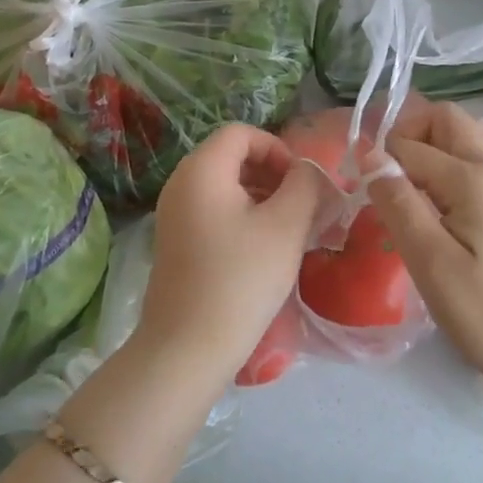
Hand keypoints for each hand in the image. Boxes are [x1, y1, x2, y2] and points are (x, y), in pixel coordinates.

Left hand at [143, 124, 327, 384]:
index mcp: (201, 169)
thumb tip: (309, 170)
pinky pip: (213, 211)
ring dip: (260, 197)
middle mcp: (181, 182)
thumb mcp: (285, 227)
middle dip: (272, 174)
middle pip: (231, 157)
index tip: (301, 183)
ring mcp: (173, 214)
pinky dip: (241, 217)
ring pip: (224, 186)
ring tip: (288, 230)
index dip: (277, 148)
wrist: (186, 348)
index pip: (242, 133)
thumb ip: (305, 185)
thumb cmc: (240, 279)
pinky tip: (263, 250)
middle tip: (301, 207)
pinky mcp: (175, 242)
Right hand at [363, 100, 482, 399]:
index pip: (409, 146)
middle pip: (447, 118)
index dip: (379, 164)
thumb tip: (370, 156)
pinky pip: (477, 160)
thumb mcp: (432, 264)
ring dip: (433, 146)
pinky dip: (450, 164)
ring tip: (412, 187)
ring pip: (466, 135)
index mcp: (472, 179)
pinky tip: (439, 206)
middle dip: (409, 135)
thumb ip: (399, 204)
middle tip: (390, 180)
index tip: (366, 200)